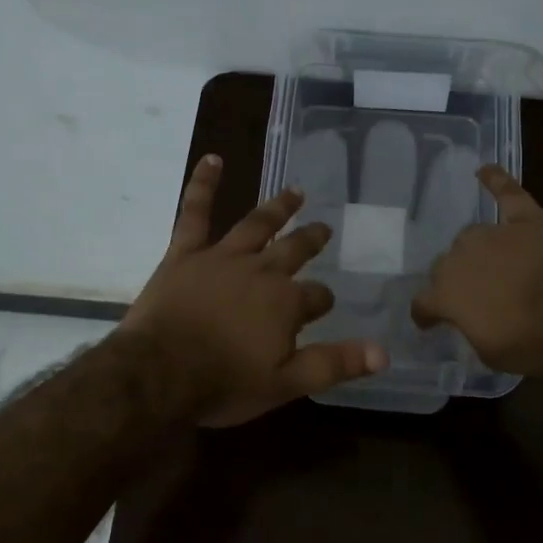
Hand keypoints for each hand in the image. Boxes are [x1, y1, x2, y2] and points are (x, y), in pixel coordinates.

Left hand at [123, 155, 388, 425]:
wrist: (158, 373)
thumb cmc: (223, 382)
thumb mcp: (286, 384)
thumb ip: (333, 364)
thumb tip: (383, 353)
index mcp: (286, 303)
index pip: (317, 297)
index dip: (322, 301)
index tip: (323, 306)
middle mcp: (261, 270)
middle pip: (294, 250)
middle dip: (311, 241)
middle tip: (323, 230)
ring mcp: (222, 257)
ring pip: (256, 224)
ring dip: (278, 208)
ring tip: (295, 192)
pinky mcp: (185, 253)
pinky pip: (195, 212)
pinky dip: (204, 184)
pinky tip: (213, 159)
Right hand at [412, 164, 542, 375]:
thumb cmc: (537, 340)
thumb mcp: (494, 355)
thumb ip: (474, 332)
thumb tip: (473, 321)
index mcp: (446, 295)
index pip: (422, 303)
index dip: (425, 314)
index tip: (429, 322)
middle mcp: (460, 258)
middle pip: (444, 266)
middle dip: (452, 280)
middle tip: (471, 296)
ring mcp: (494, 234)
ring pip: (470, 237)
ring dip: (474, 250)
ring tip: (486, 262)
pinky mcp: (527, 218)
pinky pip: (507, 193)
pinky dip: (495, 180)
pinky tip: (485, 170)